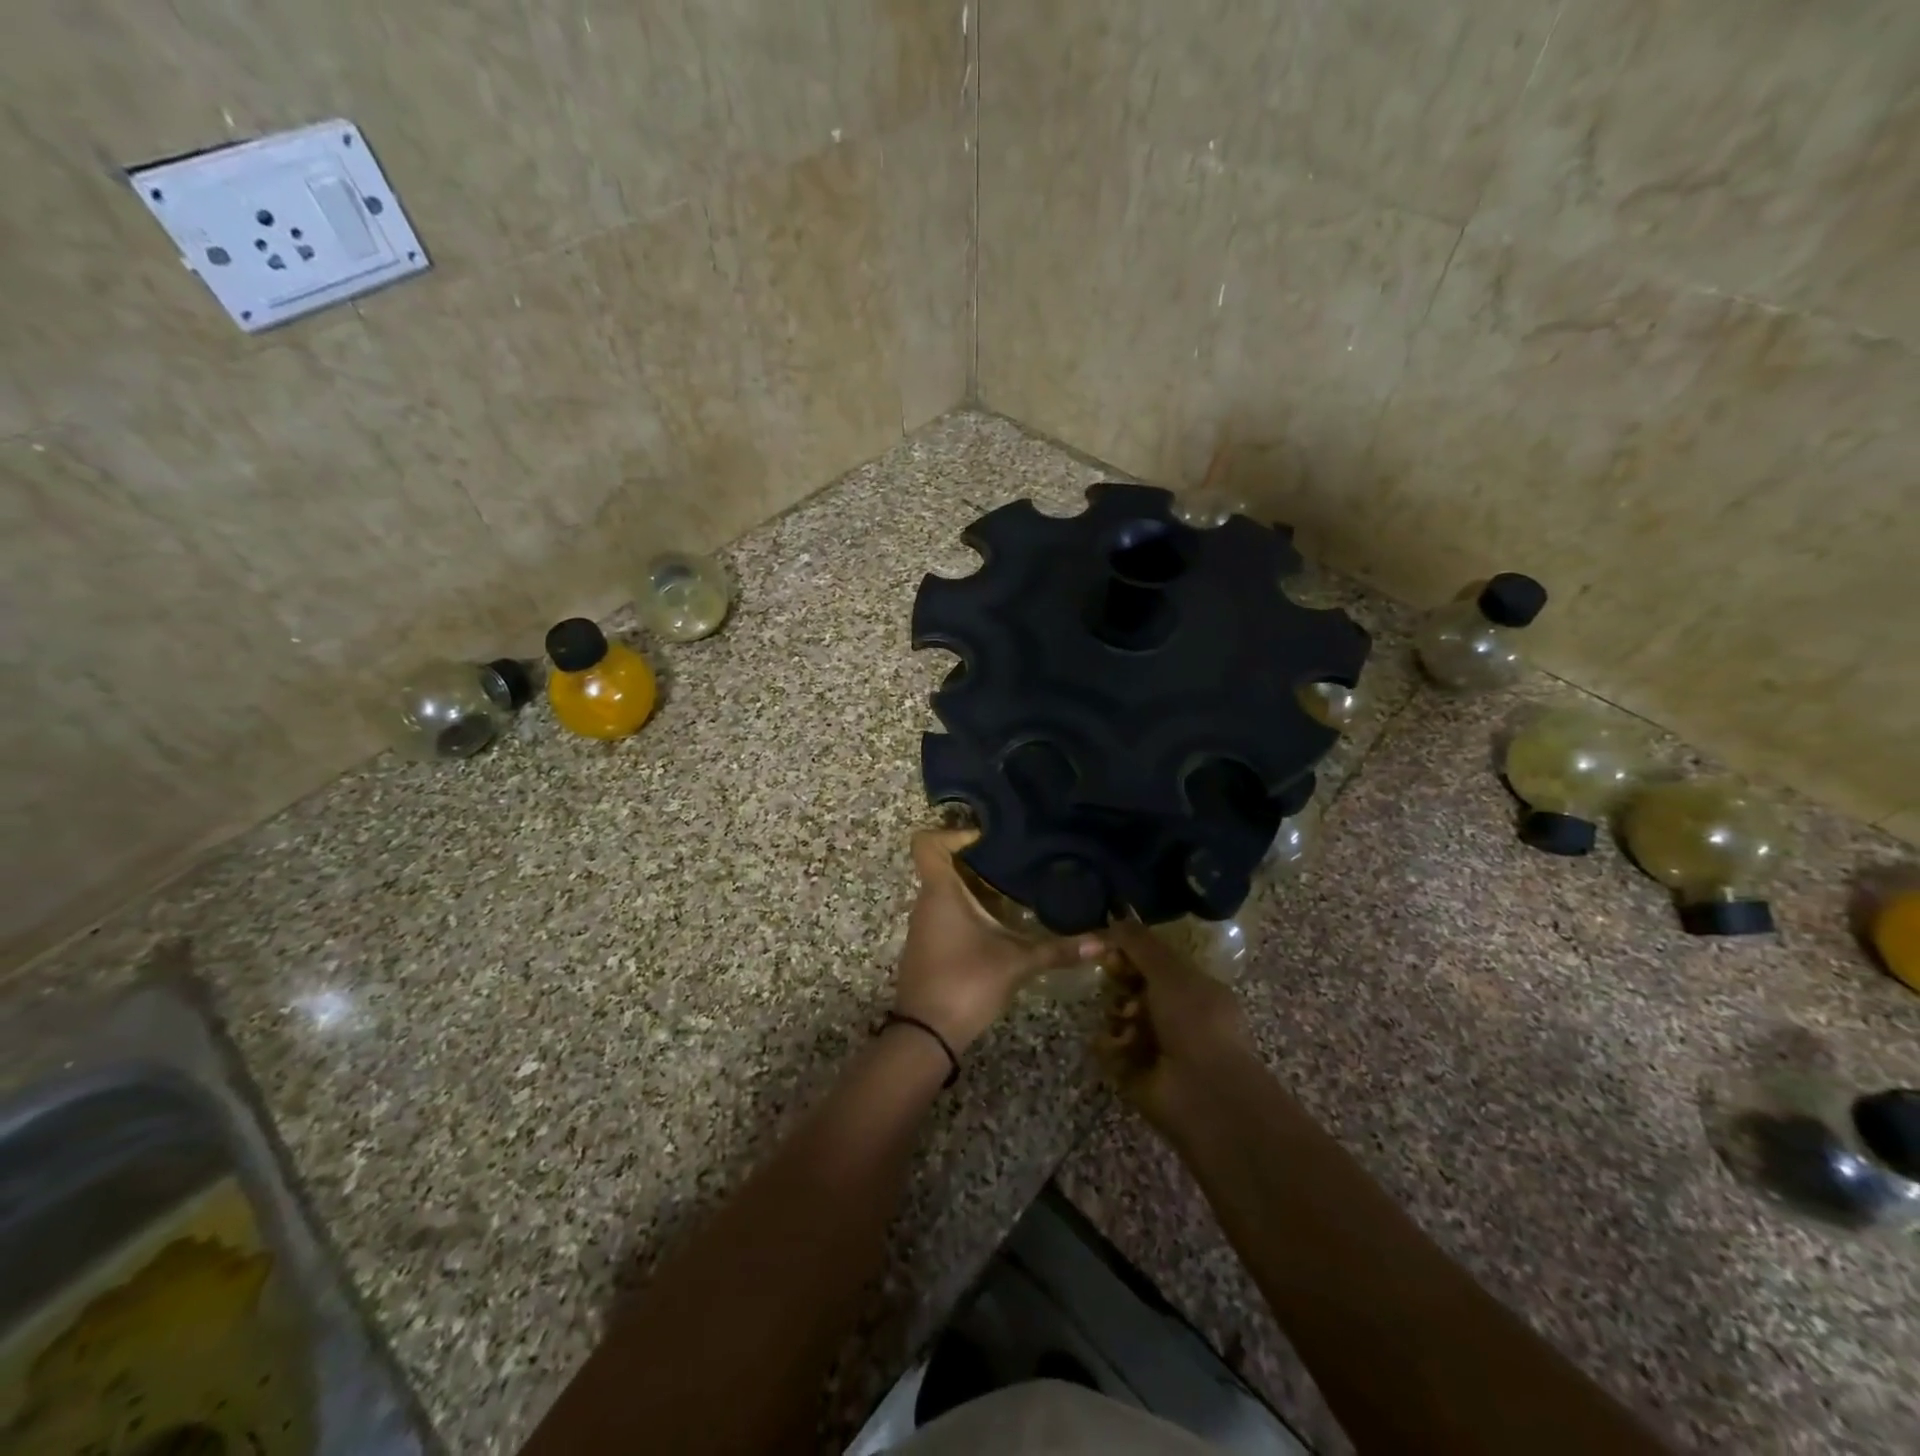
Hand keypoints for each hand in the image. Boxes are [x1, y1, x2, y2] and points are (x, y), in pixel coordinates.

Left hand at [895, 828, 1102, 1053]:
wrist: (927, 1035)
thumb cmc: (966, 983)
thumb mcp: (1018, 962)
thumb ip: (1059, 949)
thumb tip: (1105, 941)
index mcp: (941, 892)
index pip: (927, 843)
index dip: (952, 833)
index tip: (987, 839)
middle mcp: (927, 902)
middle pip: (944, 865)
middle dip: (979, 861)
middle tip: (1017, 861)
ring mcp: (925, 925)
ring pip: (947, 891)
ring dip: (976, 887)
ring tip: (1016, 888)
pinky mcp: (929, 946)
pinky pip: (947, 913)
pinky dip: (970, 909)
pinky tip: (1000, 922)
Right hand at [1097, 920, 1258, 1139]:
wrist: (1204, 1093)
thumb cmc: (1195, 1022)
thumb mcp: (1169, 971)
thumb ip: (1140, 943)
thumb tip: (1116, 915)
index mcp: (1192, 988)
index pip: (1153, 963)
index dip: (1130, 954)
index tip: (1112, 951)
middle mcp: (1175, 1015)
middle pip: (1132, 987)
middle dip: (1119, 983)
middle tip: (1113, 982)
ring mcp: (1155, 1046)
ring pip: (1118, 1016)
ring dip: (1116, 1014)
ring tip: (1125, 1024)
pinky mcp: (1135, 1073)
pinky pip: (1110, 1048)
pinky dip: (1111, 1045)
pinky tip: (1119, 1046)